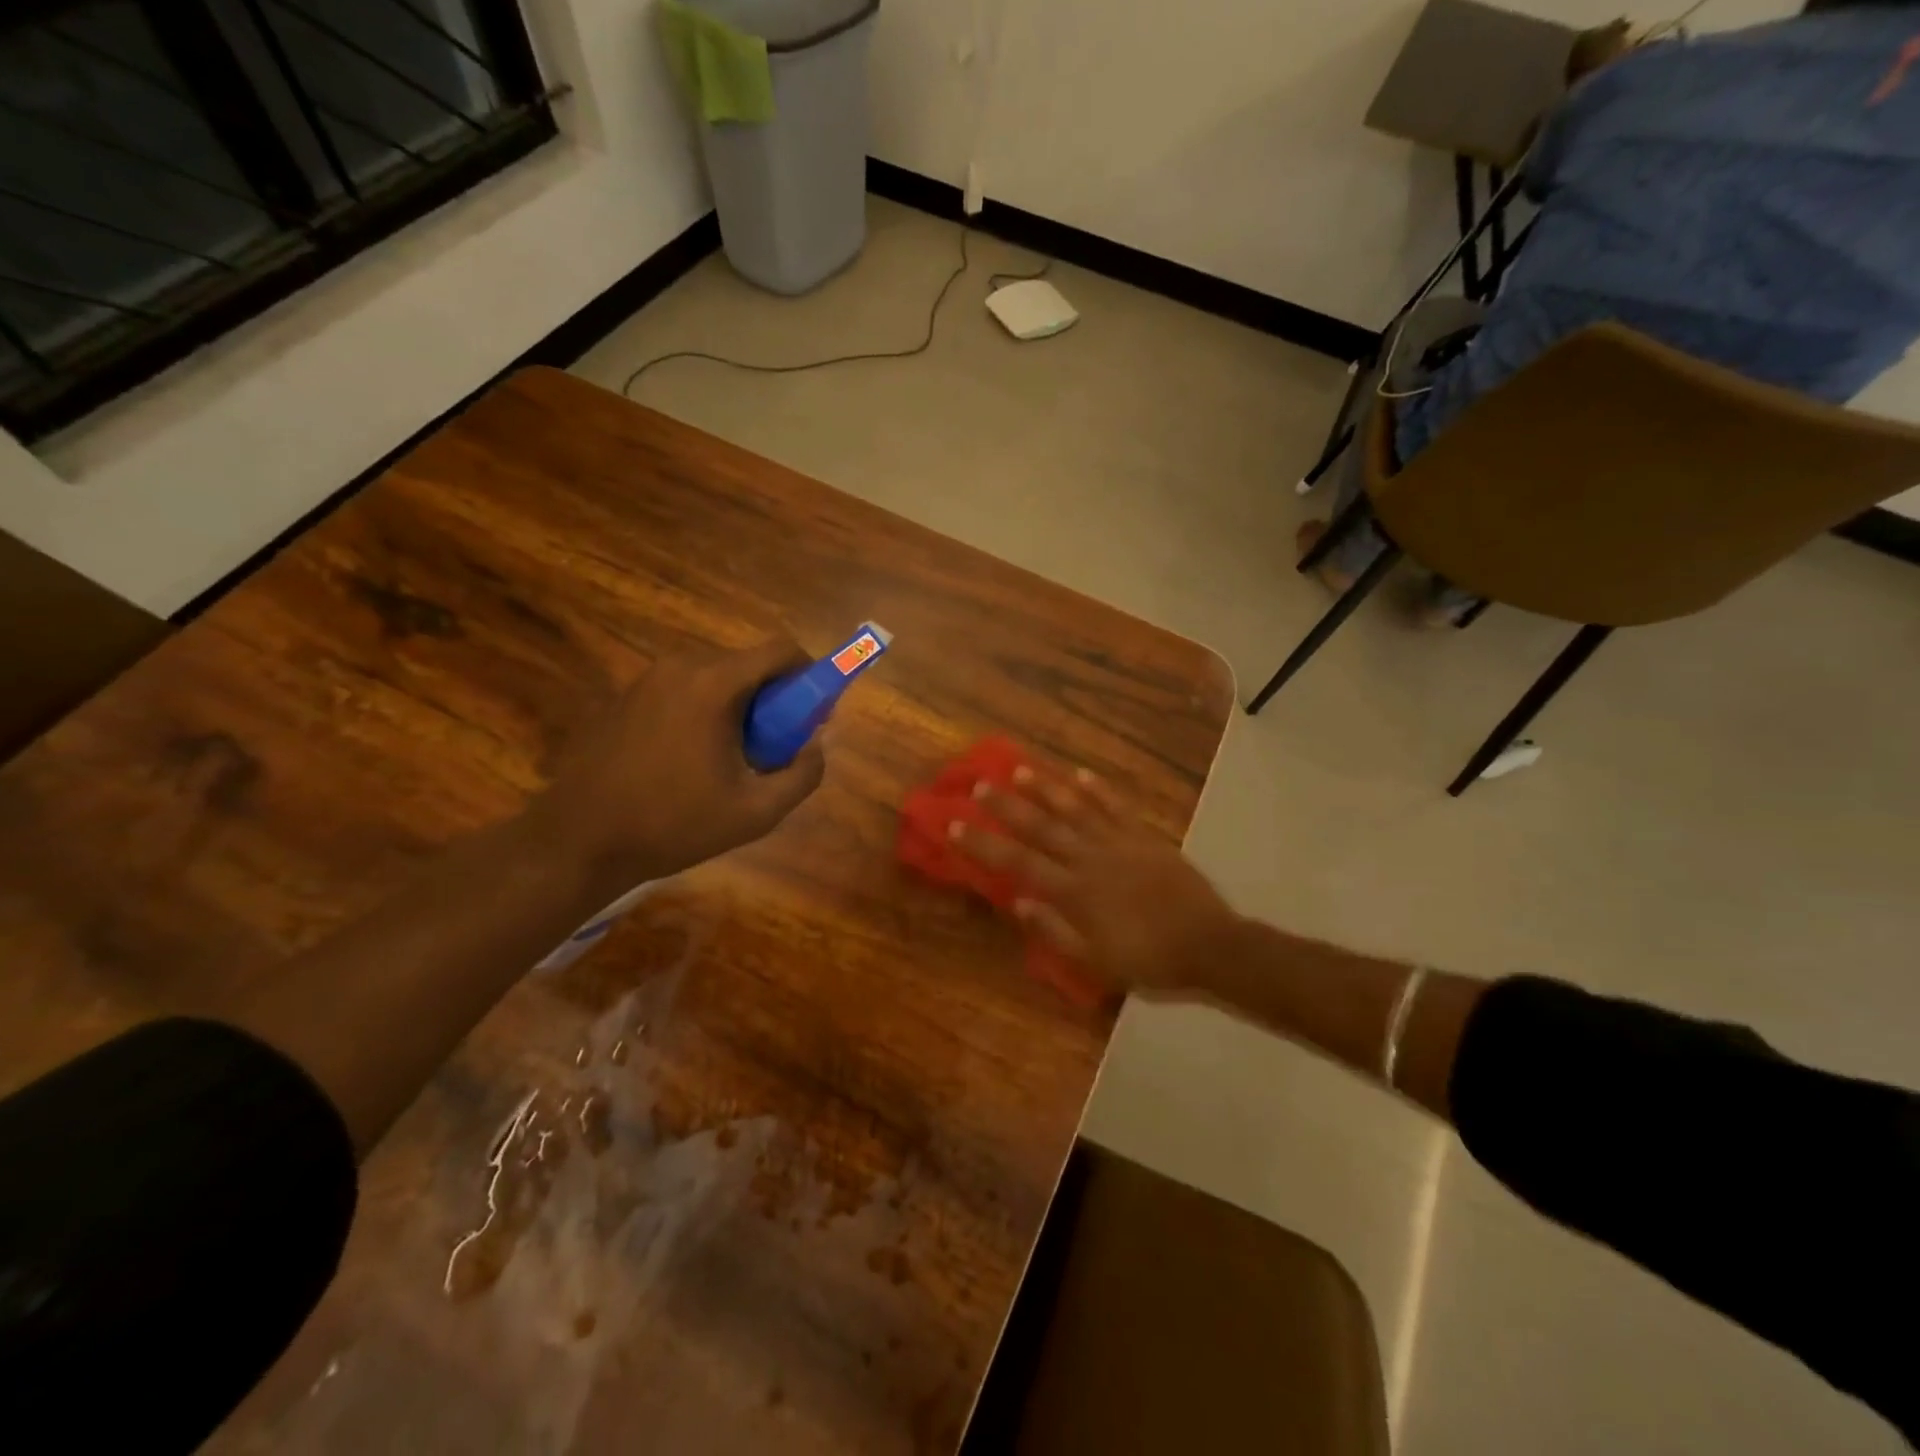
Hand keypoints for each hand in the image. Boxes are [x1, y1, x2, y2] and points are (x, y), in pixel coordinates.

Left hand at [536, 638, 825, 890]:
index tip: (814, 711)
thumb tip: (816, 744)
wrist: (579, 841)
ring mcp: (647, 678)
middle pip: (748, 664)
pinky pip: (683, 690)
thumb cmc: (674, 824)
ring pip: (715, 677)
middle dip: (773, 697)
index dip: (809, 673)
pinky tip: (691, 759)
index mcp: (714, 684)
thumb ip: (803, 774)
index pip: (780, 650)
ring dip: (738, 706)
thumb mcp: (757, 812)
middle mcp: (680, 667)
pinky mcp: (625, 696)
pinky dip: (704, 711)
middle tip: (775, 746)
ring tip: (731, 758)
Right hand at [951, 763, 1243, 998]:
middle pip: (1041, 827)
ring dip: (1045, 788)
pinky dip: (1097, 789)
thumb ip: (1054, 930)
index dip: (984, 843)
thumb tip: (1018, 901)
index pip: (1018, 861)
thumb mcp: (1095, 961)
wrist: (1209, 945)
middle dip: (1007, 806)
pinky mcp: (1144, 837)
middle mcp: (1090, 859)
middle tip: (980, 784)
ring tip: (1020, 769)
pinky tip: (1080, 773)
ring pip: (1075, 809)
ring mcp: (1119, 843)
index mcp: (1074, 892)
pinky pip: (1116, 807)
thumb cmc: (1148, 959)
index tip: (956, 823)